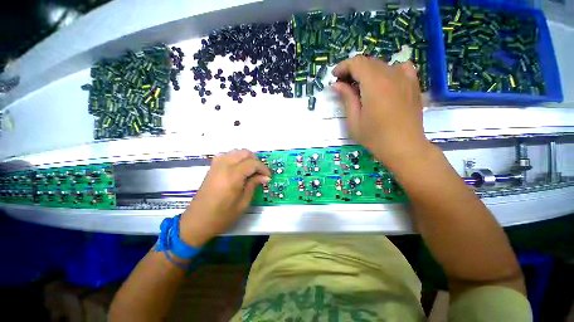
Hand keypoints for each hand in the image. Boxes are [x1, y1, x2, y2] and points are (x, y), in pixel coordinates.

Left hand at [179, 149, 270, 246]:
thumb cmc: (222, 216)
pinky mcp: (212, 168)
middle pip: (244, 153)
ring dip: (246, 158)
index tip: (268, 177)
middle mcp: (224, 166)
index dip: (263, 168)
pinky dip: (235, 158)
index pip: (252, 163)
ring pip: (235, 152)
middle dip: (256, 161)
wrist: (197, 222)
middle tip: (260, 173)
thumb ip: (253, 185)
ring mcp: (216, 165)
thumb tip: (265, 177)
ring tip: (251, 170)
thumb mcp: (243, 203)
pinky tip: (238, 168)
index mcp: (232, 176)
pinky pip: (226, 155)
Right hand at [332, 56, 431, 169]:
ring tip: (361, 87)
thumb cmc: (375, 137)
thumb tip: (337, 84)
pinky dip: (387, 71)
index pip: (357, 63)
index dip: (343, 67)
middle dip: (353, 70)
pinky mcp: (414, 84)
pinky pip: (400, 68)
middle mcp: (392, 75)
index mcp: (375, 84)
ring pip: (382, 65)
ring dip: (368, 72)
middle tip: (344, 85)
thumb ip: (346, 99)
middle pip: (369, 62)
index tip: (335, 77)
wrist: (405, 148)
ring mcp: (406, 78)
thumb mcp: (354, 121)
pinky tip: (384, 83)